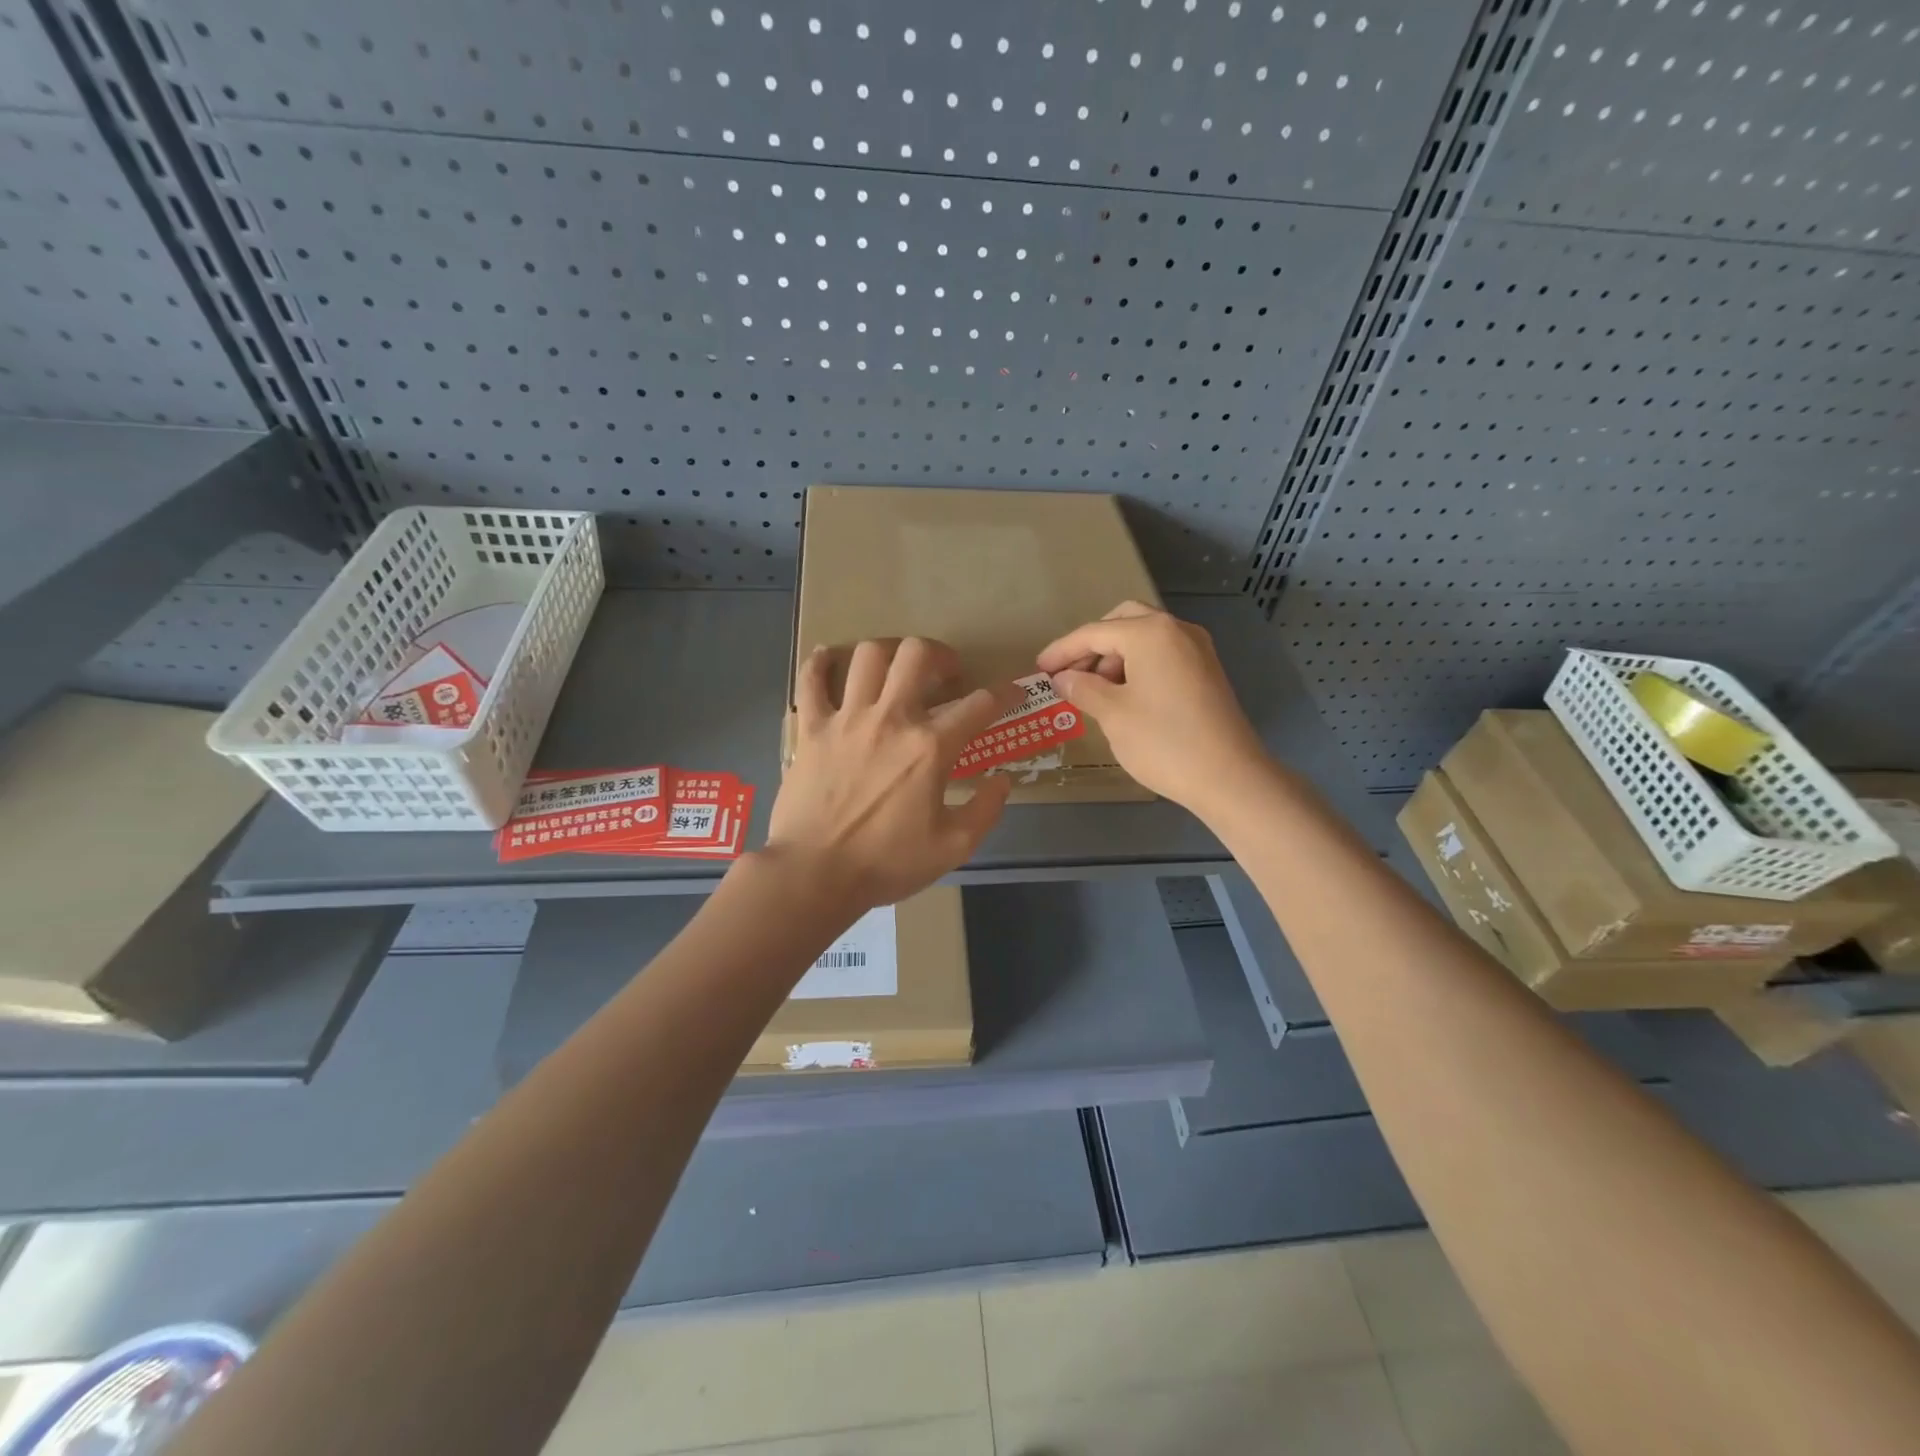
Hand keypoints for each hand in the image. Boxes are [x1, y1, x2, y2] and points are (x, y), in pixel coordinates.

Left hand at [767, 637, 1023, 912]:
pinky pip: (811, 680)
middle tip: (944, 675)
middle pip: (917, 655)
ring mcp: (846, 718)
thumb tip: (1002, 780)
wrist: (815, 874)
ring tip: (895, 670)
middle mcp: (891, 718)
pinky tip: (829, 659)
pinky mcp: (811, 728)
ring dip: (888, 653)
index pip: (979, 704)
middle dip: (940, 655)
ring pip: (868, 655)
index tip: (1011, 693)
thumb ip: (986, 810)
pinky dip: (820, 663)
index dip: (1003, 694)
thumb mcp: (953, 847)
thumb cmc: (887, 863)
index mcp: (930, 747)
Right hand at [1036, 601, 1269, 814]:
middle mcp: (1177, 630)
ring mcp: (1197, 649)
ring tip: (1094, 692)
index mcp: (1151, 632)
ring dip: (1115, 656)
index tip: (1039, 669)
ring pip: (1145, 638)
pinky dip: (1138, 666)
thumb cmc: (1163, 741)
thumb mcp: (1113, 714)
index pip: (1094, 632)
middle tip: (1070, 675)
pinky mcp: (1207, 672)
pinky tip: (1124, 696)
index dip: (1062, 651)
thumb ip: (1082, 688)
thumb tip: (1063, 679)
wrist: (1229, 777)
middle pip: (1123, 622)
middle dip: (1092, 645)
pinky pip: (1163, 655)